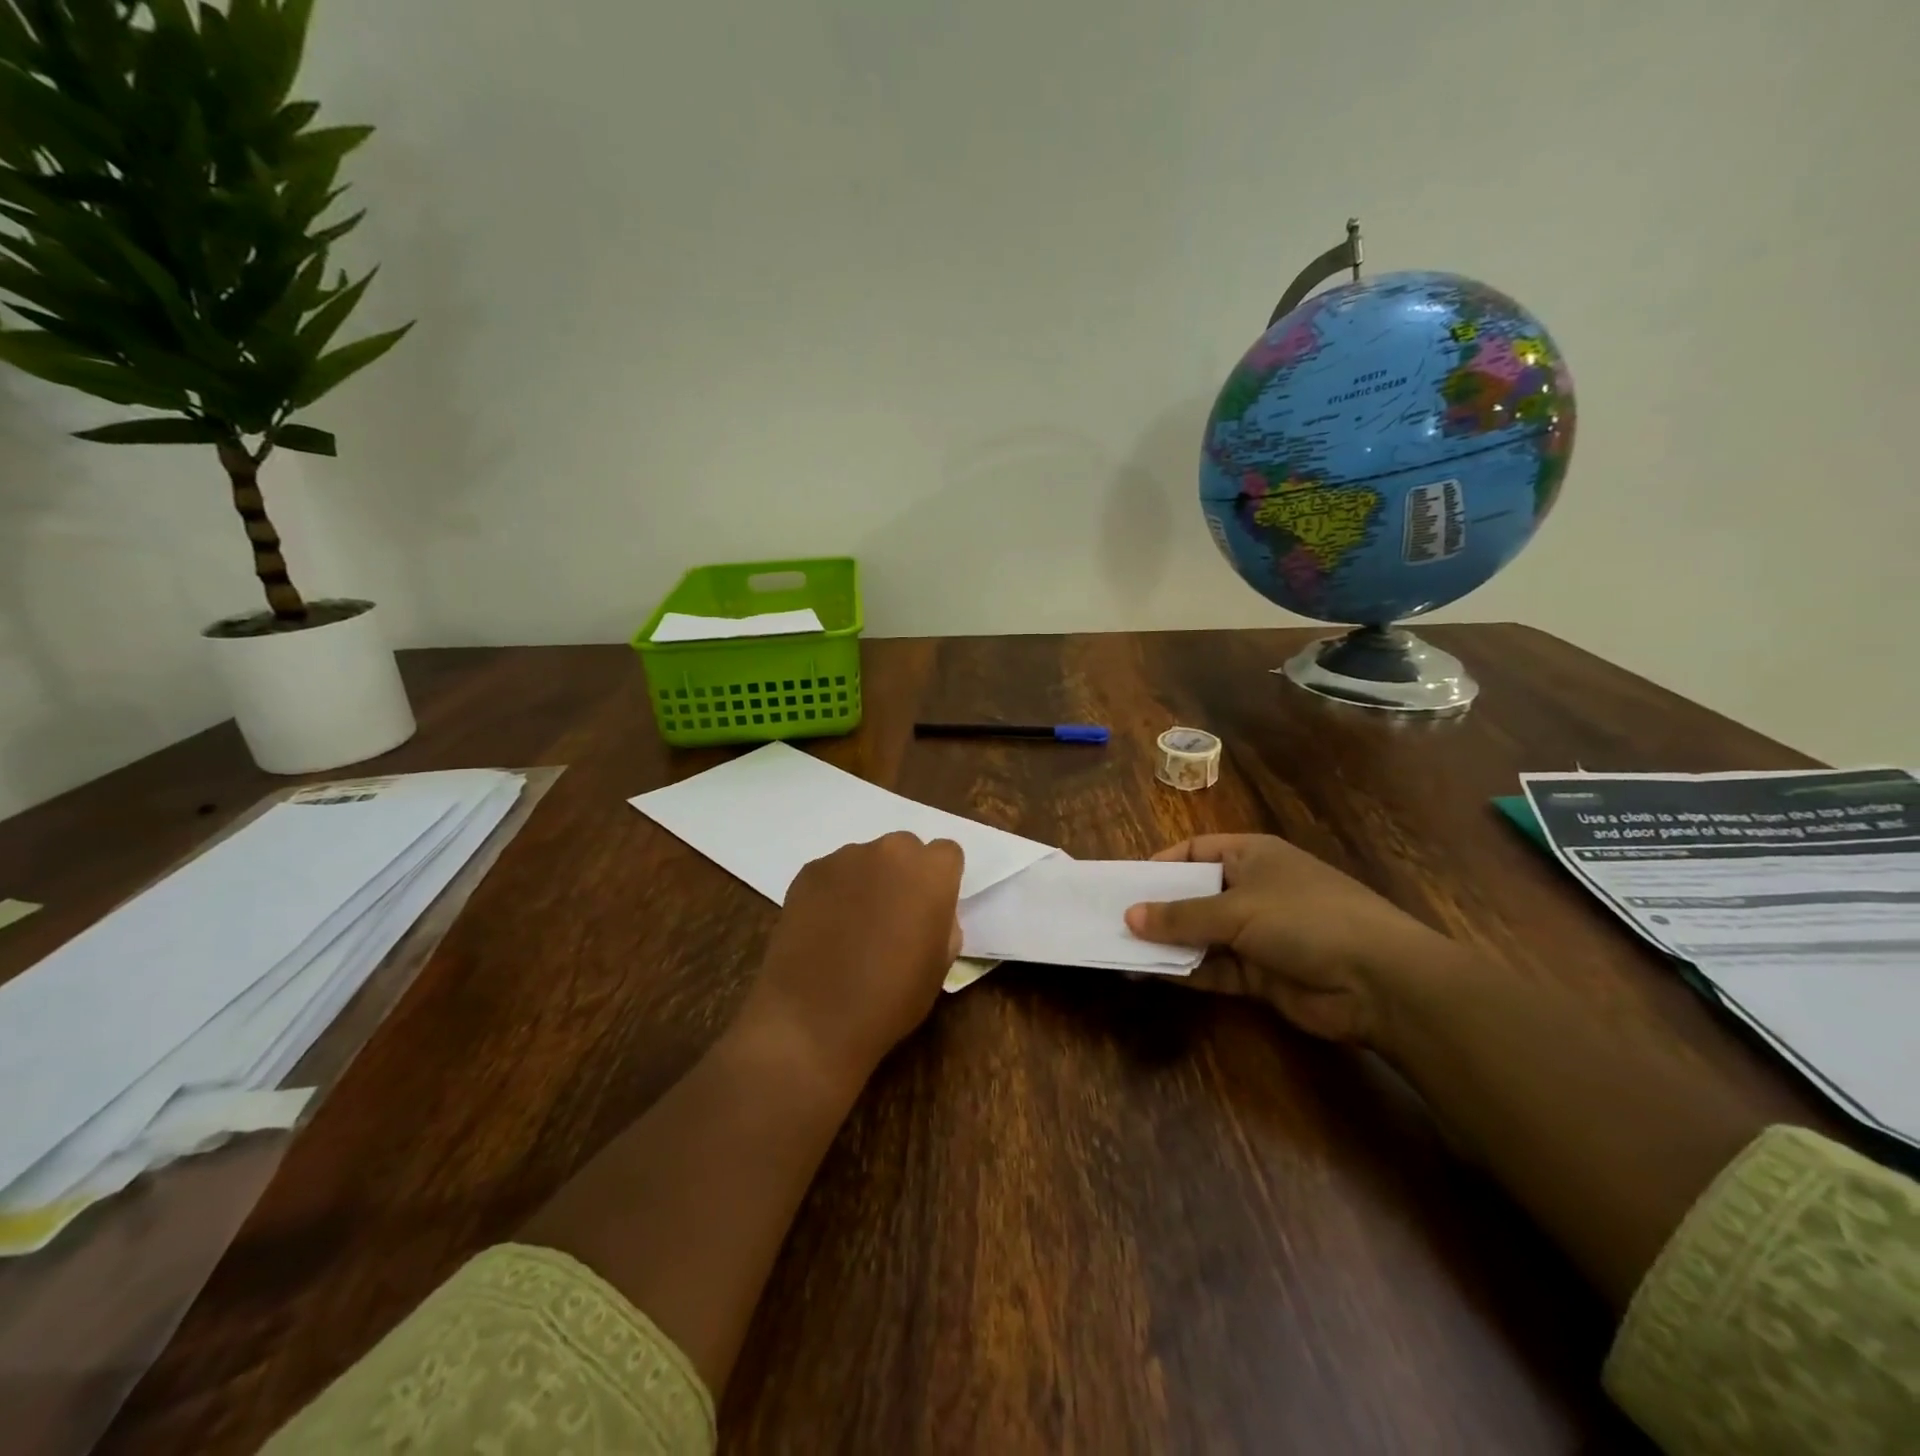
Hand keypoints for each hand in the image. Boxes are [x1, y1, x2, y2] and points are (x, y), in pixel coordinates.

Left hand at [744, 833, 964, 1083]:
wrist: (813, 1018)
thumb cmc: (890, 999)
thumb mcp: (940, 966)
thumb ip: (942, 922)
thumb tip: (928, 911)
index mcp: (931, 873)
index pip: (947, 854)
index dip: (940, 881)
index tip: (930, 909)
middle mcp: (890, 852)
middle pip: (905, 849)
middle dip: (904, 875)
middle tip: (892, 916)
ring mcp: (845, 858)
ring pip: (867, 859)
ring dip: (867, 881)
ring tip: (852, 927)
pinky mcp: (809, 871)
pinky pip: (833, 873)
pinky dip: (834, 892)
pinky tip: (824, 929)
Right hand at [1124, 834, 1464, 1044]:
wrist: (1380, 982)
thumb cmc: (1305, 919)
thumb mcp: (1237, 909)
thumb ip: (1181, 916)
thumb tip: (1129, 916)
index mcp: (1251, 856)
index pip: (1195, 851)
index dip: (1160, 865)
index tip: (1126, 885)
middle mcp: (1252, 889)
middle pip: (1193, 895)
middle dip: (1157, 909)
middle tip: (1114, 921)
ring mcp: (1257, 933)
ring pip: (1200, 935)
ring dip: (1166, 944)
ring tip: (1122, 951)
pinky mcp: (1261, 974)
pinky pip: (1213, 968)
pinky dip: (1185, 971)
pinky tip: (1150, 975)